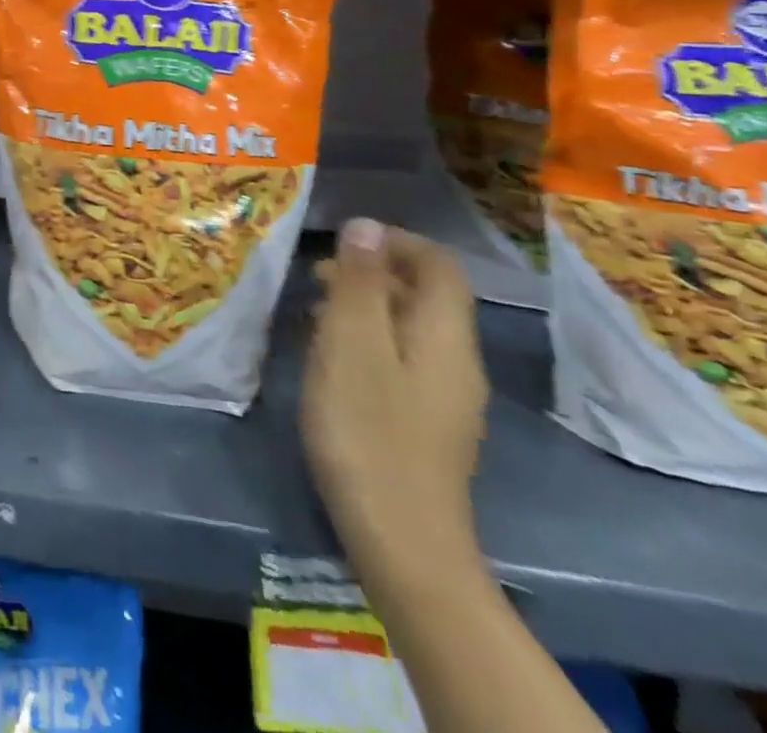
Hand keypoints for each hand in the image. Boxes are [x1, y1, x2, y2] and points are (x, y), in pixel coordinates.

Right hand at [301, 219, 488, 583]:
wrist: (401, 540)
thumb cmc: (368, 429)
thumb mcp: (351, 344)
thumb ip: (361, 283)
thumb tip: (366, 225)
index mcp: (444, 336)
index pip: (439, 266)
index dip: (395, 242)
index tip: (340, 240)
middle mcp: (455, 361)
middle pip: (425, 295)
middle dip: (372, 272)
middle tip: (313, 274)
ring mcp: (444, 397)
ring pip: (409, 328)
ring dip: (364, 306)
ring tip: (310, 308)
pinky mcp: (425, 423)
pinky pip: (400, 358)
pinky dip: (365, 340)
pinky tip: (327, 357)